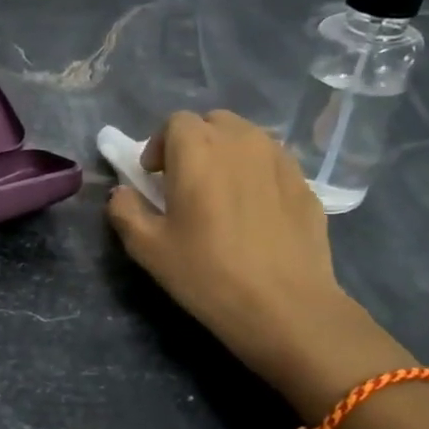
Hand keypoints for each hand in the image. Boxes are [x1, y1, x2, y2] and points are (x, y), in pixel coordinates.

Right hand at [106, 110, 354, 382]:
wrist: (285, 306)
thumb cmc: (207, 273)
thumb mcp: (147, 248)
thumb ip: (125, 210)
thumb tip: (122, 193)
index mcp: (197, 148)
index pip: (174, 122)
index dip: (159, 145)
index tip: (155, 177)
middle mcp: (241, 141)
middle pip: (213, 123)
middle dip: (195, 144)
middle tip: (186, 182)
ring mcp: (280, 159)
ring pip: (247, 139)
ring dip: (227, 155)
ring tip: (222, 194)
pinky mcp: (305, 183)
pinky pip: (273, 164)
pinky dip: (257, 174)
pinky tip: (254, 213)